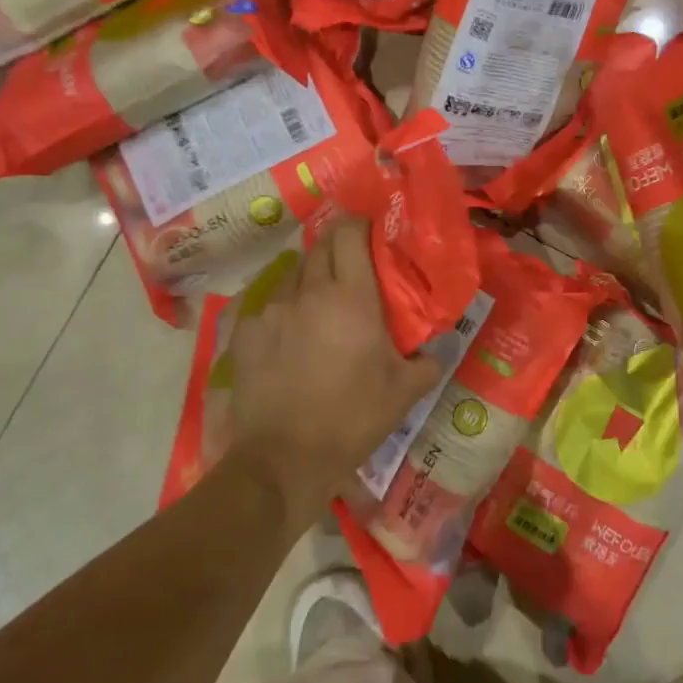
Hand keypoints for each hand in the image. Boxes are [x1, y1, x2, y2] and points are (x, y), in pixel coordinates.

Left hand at [225, 218, 441, 527]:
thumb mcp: (405, 391)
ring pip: (293, 274)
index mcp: (352, 298)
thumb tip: (437, 348)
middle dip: (337, 246)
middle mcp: (309, 292)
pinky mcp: (245, 332)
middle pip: (320, 245)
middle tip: (352, 266)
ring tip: (320, 302)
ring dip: (310, 277)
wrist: (284, 458)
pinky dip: (284, 310)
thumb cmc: (353, 419)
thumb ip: (427, 360)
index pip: (349, 234)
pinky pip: (269, 306)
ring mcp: (272, 310)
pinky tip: (290, 337)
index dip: (359, 223)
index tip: (370, 230)